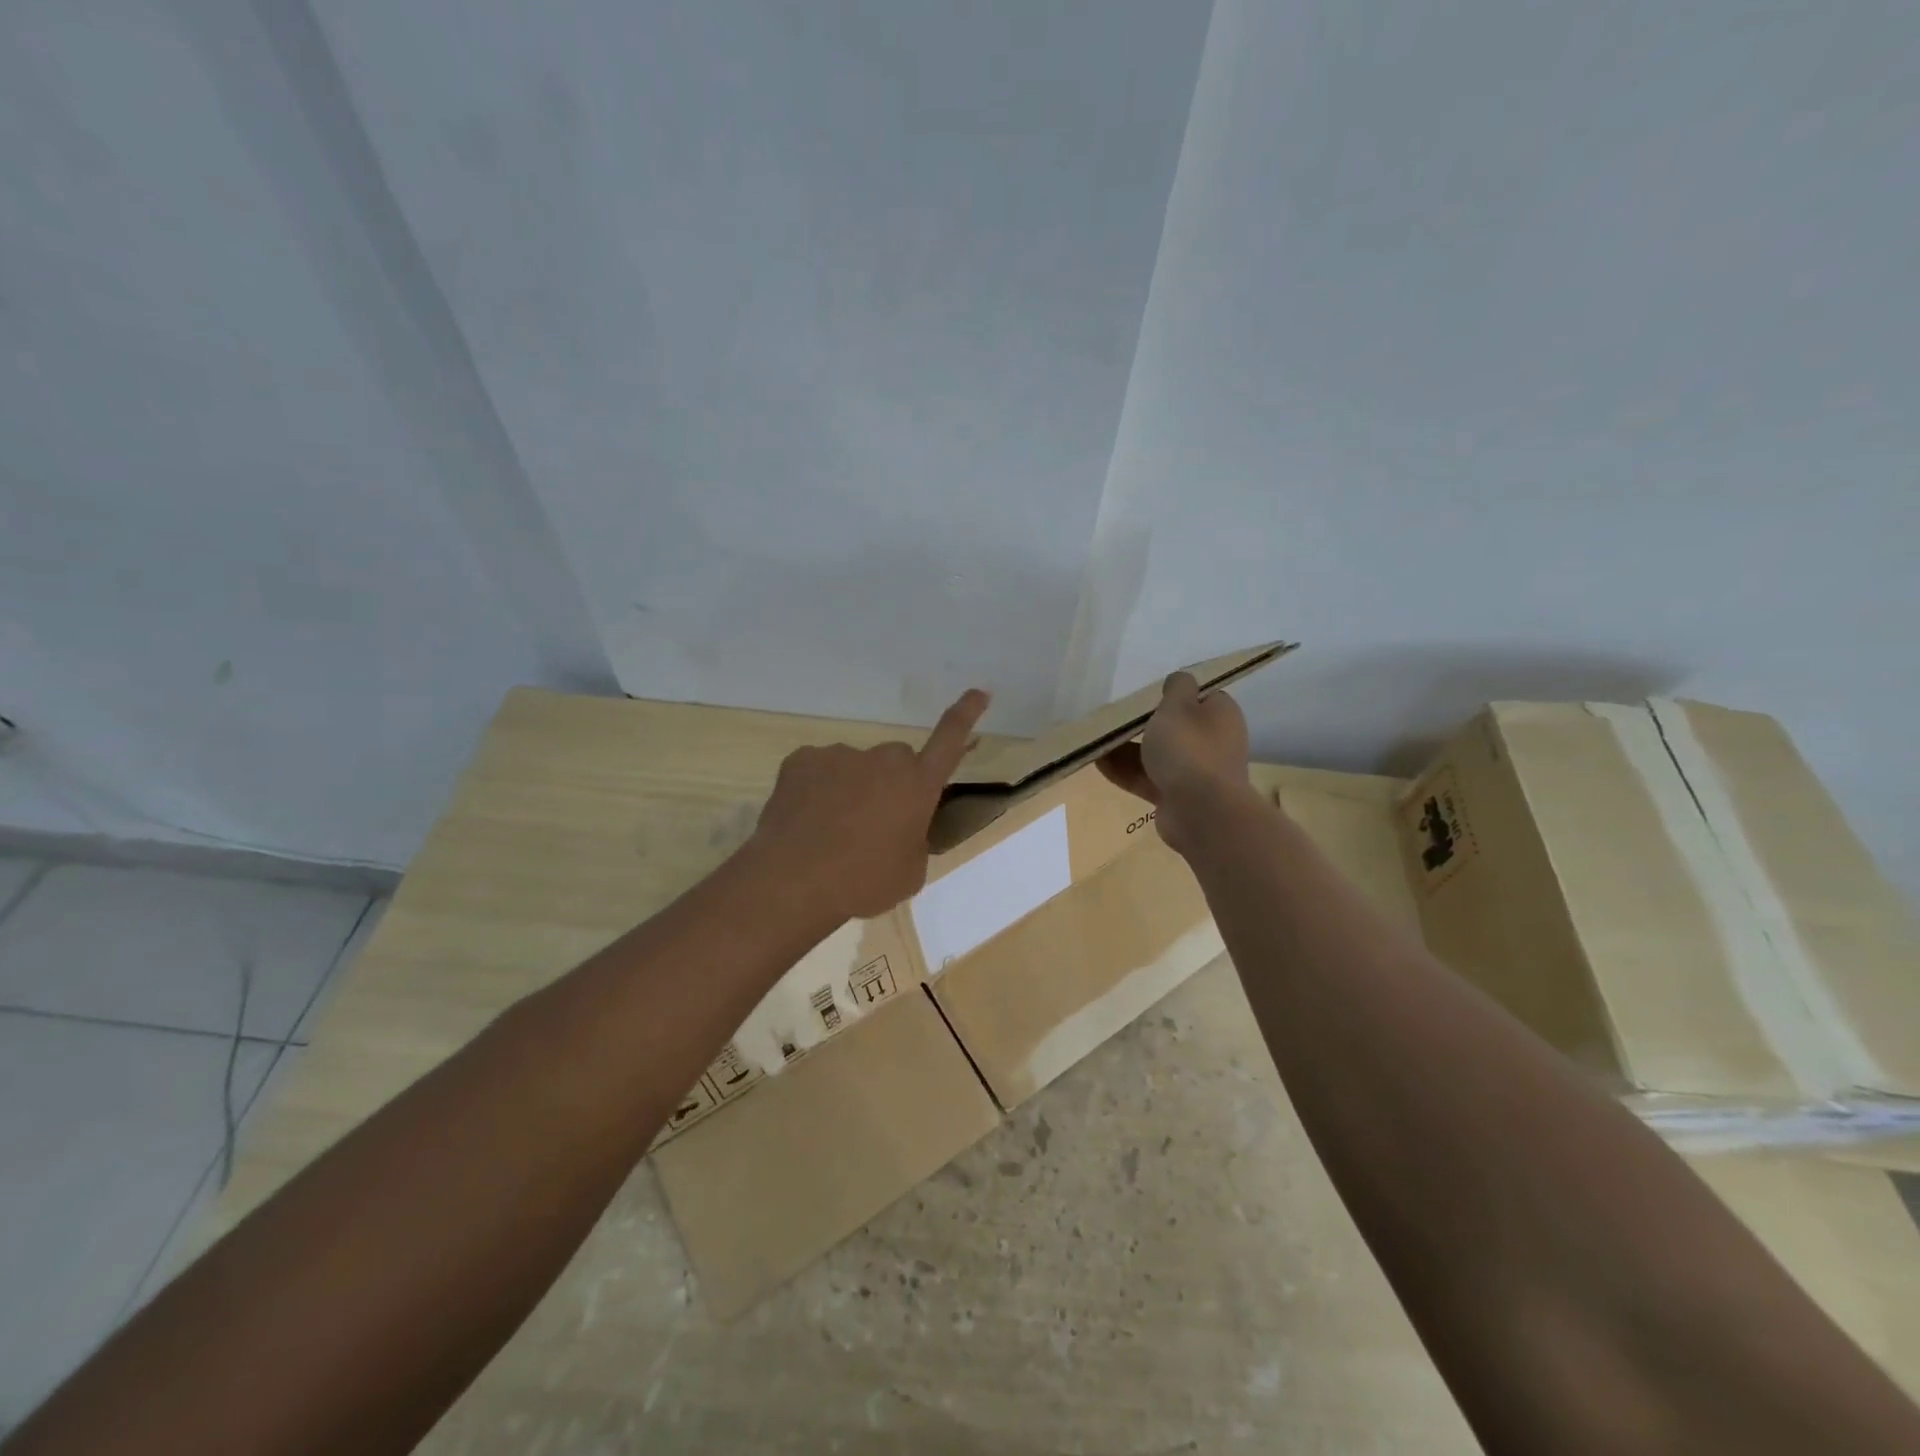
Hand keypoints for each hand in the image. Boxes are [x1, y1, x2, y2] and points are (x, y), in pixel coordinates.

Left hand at [750, 688, 990, 920]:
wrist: (794, 880)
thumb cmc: (863, 882)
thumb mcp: (909, 872)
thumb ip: (914, 841)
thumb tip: (903, 832)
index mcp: (918, 784)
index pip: (950, 738)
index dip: (966, 713)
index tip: (979, 691)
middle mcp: (883, 760)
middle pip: (896, 761)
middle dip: (892, 783)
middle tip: (874, 824)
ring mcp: (840, 755)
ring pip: (854, 767)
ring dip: (851, 790)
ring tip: (831, 832)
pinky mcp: (802, 760)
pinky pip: (818, 771)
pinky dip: (817, 791)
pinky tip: (806, 821)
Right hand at [1097, 671, 1252, 854]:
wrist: (1200, 811)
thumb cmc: (1188, 749)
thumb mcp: (1178, 705)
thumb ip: (1177, 688)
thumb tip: (1180, 680)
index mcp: (1220, 715)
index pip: (1200, 697)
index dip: (1175, 695)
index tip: (1146, 696)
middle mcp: (1213, 742)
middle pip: (1175, 728)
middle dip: (1144, 725)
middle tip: (1115, 720)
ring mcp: (1196, 773)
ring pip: (1157, 755)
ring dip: (1128, 750)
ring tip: (1097, 741)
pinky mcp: (1177, 797)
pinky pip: (1148, 779)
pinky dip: (1126, 772)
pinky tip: (1098, 764)